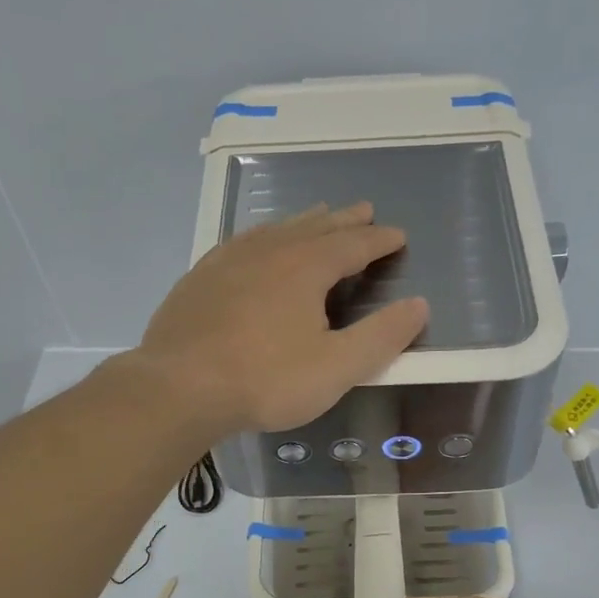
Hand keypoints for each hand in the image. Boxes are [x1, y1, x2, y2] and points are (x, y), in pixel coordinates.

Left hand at [130, 202, 428, 434]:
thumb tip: (418, 305)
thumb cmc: (266, 380)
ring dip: (303, 222)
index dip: (379, 240)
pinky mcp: (200, 277)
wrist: (179, 388)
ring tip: (318, 216)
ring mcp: (229, 260)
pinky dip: (262, 236)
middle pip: (315, 227)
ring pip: (276, 229)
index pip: (354, 245)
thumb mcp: (336, 367)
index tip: (398, 235)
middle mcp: (270, 251)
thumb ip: (381, 336)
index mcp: (306, 268)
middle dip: (344, 220)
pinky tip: (256, 244)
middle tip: (364, 210)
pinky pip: (241, 242)